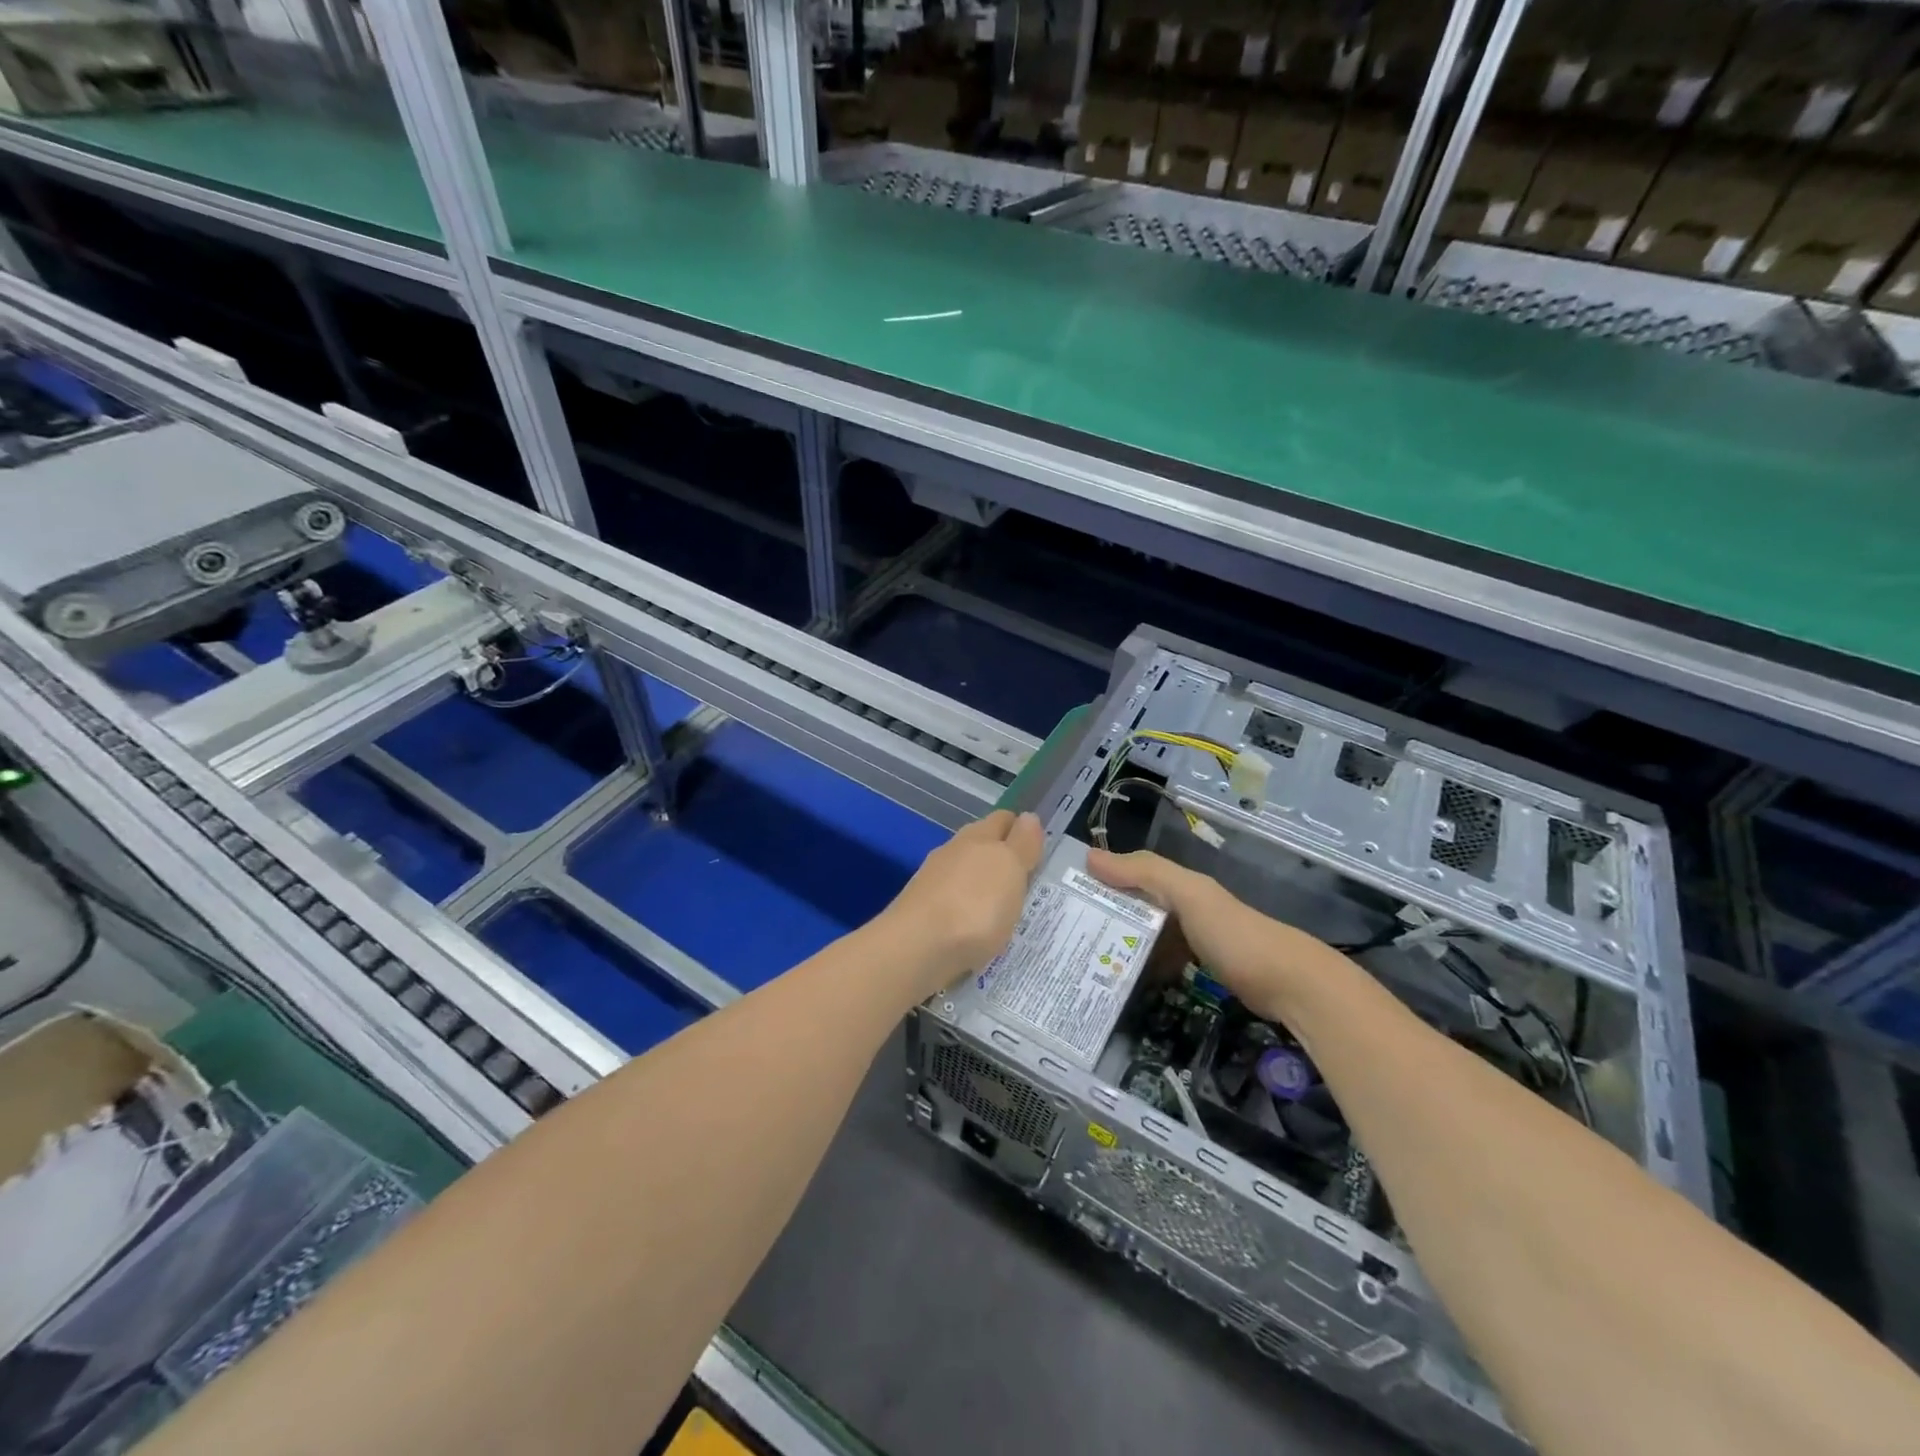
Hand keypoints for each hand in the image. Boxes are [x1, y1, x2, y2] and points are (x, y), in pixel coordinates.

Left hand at [882, 810, 1045, 998]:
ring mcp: (933, 884)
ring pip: (966, 878)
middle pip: (982, 847)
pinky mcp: (922, 915)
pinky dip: (968, 914)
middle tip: (1029, 883)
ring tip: (1006, 912)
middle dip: (1002, 860)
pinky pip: (954, 906)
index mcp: (976, 836)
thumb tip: (1028, 817)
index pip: (1003, 820)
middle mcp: (952, 853)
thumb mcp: (1010, 868)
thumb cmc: (974, 905)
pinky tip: (978, 932)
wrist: (916, 949)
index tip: (1040, 849)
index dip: (1021, 829)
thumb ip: (1022, 843)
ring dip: (984, 889)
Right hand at [1086, 848, 1342, 1022]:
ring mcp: (1194, 939)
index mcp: (1180, 884)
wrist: (1293, 985)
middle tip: (1062, 935)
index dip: (1097, 880)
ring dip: (1120, 943)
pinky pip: (1160, 960)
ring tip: (1082, 959)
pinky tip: (1124, 979)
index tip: (1059, 897)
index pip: (1128, 873)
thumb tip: (1089, 855)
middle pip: (1134, 905)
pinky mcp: (1201, 969)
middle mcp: (1184, 906)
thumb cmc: (1235, 935)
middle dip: (1103, 915)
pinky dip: (1142, 965)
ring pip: (1146, 935)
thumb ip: (1145, 872)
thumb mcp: (1189, 896)